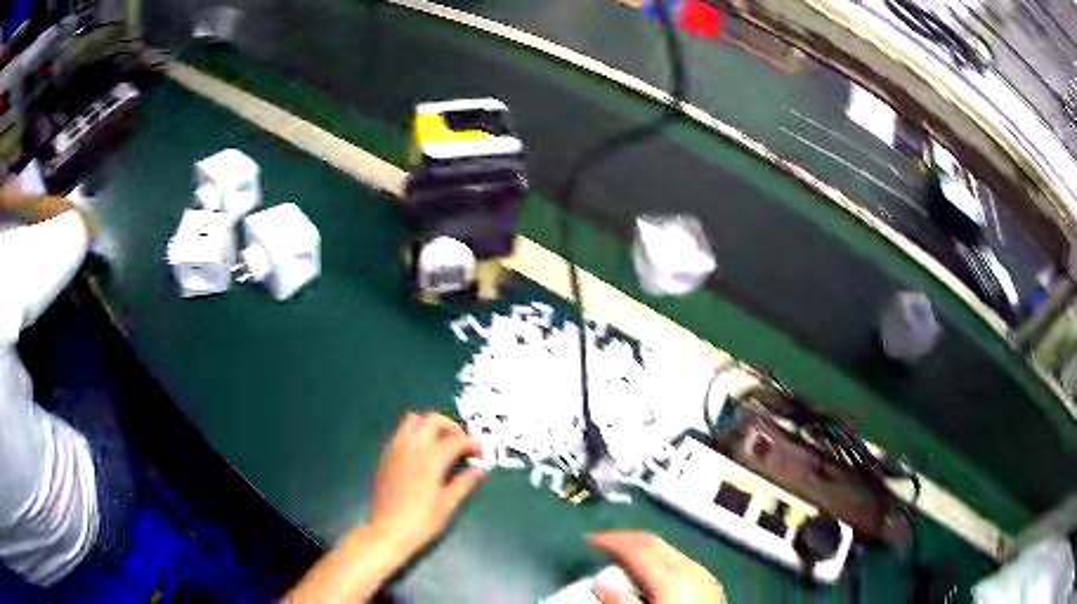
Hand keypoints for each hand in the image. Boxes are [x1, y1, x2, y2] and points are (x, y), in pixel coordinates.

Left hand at [369, 412, 486, 556]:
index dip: (472, 442)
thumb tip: (483, 467)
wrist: (388, 531)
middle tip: (463, 443)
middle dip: (451, 426)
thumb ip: (466, 482)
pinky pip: (401, 433)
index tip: (481, 452)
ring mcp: (396, 450)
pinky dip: (415, 434)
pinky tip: (422, 453)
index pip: (456, 440)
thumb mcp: (448, 504)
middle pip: (433, 420)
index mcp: (431, 458)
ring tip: (442, 443)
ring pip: (413, 420)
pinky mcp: (386, 457)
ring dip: (430, 425)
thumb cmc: (422, 521)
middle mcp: (412, 447)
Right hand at [588, 532, 724, 603]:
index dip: (611, 541)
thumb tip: (601, 585)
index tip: (588, 540)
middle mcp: (691, 569)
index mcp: (673, 578)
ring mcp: (704, 575)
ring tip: (619, 556)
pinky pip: (679, 561)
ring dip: (641, 549)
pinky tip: (648, 571)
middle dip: (625, 539)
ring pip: (667, 550)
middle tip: (600, 543)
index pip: (637, 547)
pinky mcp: (709, 584)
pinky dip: (658, 559)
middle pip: (654, 542)